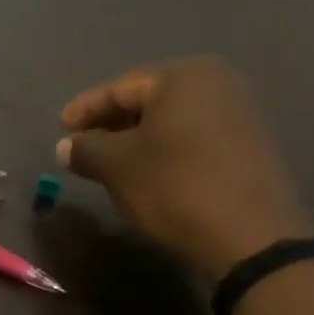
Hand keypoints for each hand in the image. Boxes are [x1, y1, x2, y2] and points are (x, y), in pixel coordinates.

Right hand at [56, 56, 313, 279]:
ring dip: (137, 139)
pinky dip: (165, 149)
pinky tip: (147, 172)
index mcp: (183, 77)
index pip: (119, 88)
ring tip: (109, 161)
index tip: (60, 128)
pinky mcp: (251, 146)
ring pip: (170, 120)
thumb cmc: (175, 187)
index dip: (85, 109)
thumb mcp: (116, 167)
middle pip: (148, 100)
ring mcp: (240, 114)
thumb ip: (85, 149)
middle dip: (111, 123)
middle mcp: (217, 84)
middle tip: (82, 144)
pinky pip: (193, 137)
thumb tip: (67, 147)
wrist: (253, 238)